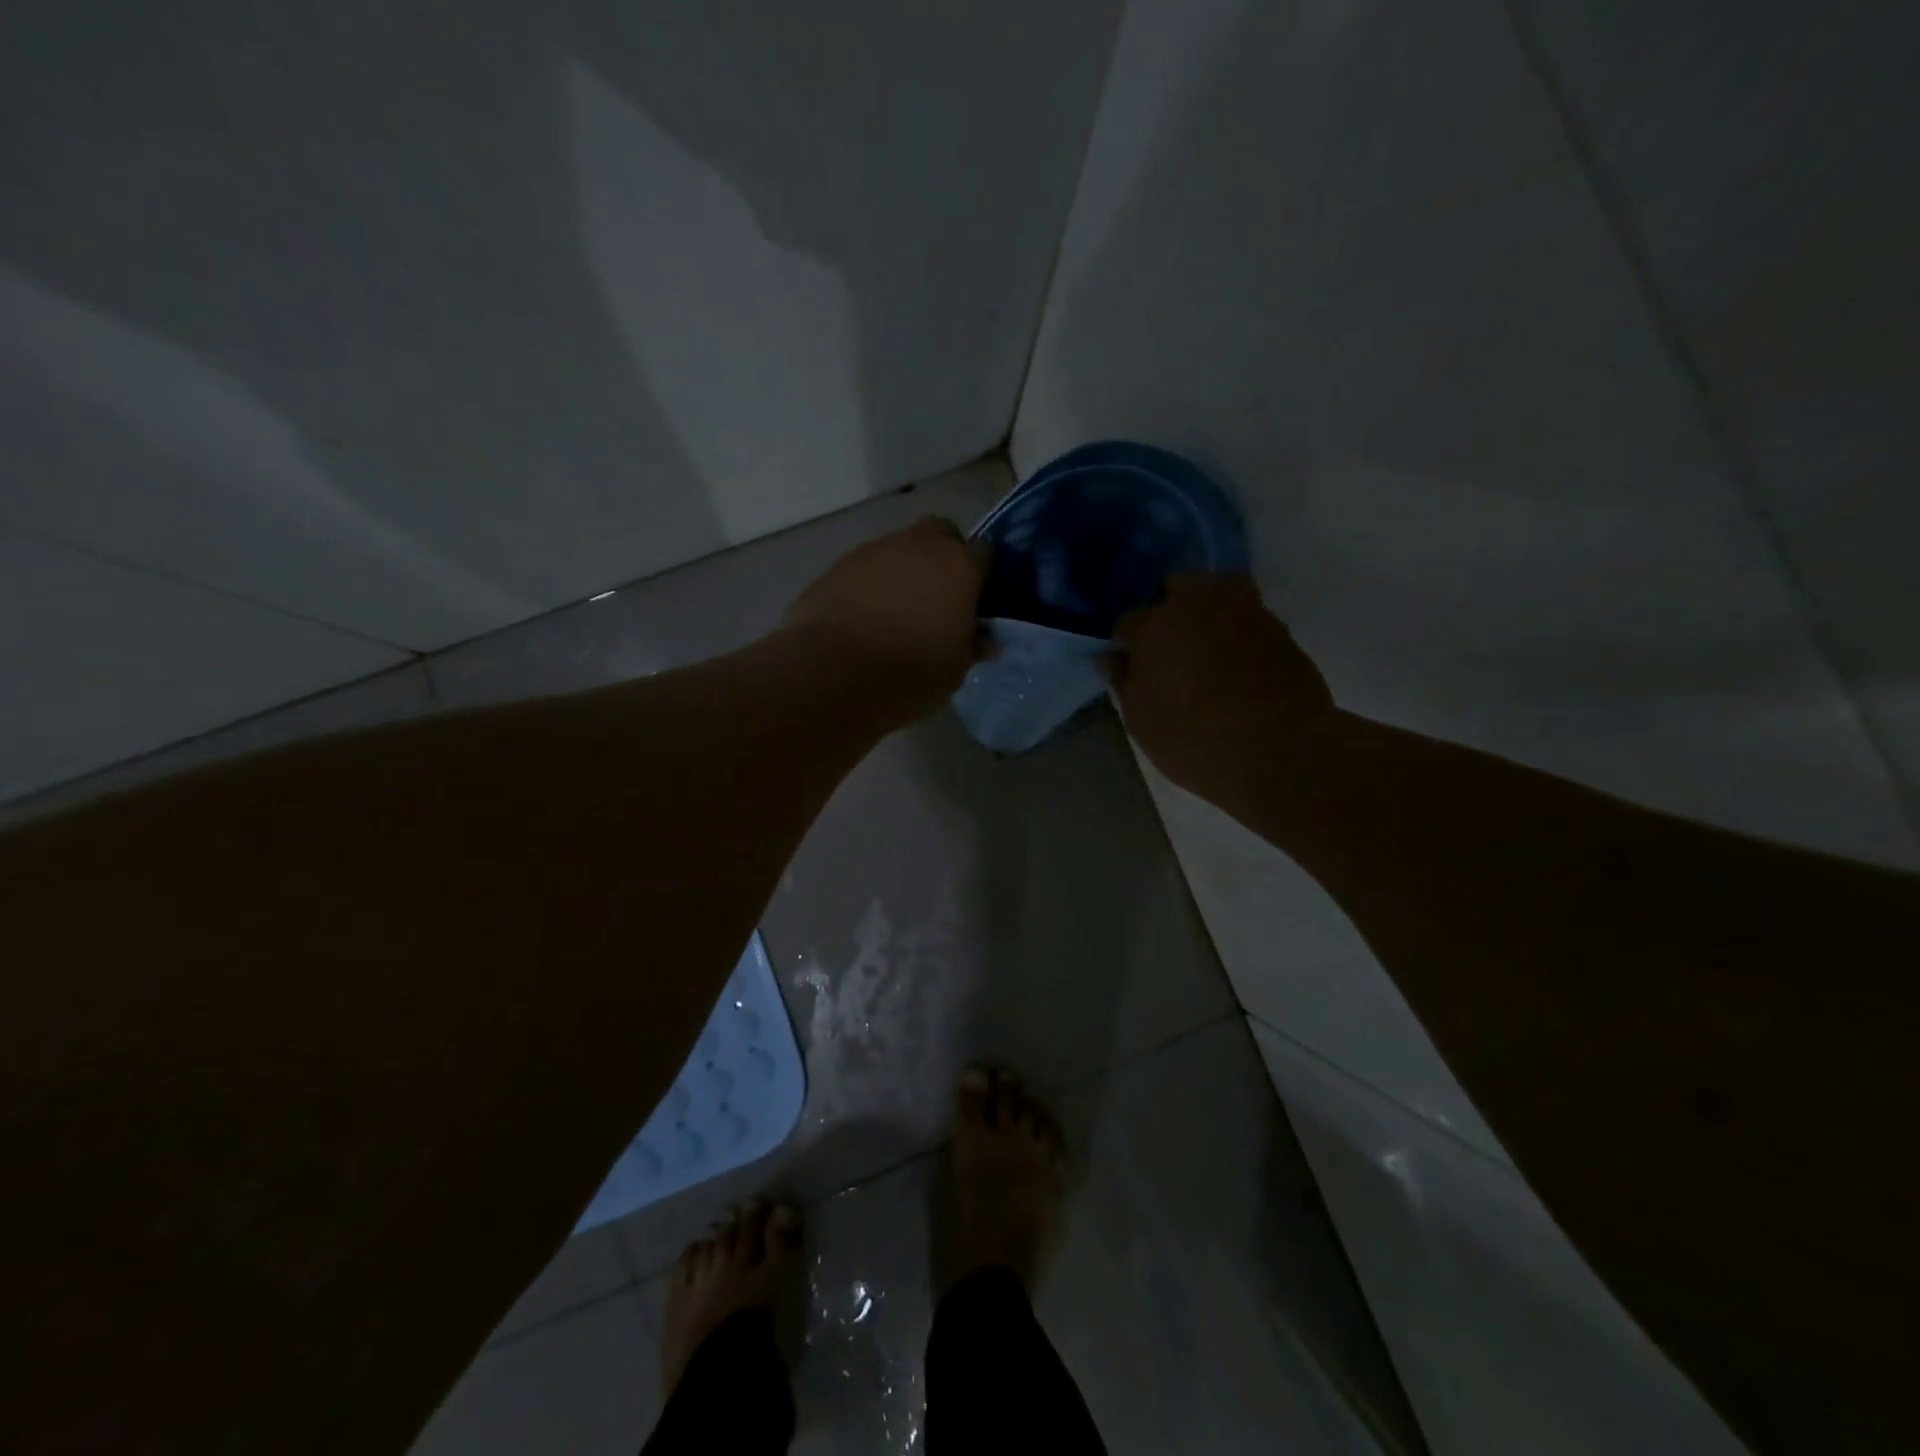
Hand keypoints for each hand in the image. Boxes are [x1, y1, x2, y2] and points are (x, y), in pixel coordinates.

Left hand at [784, 516, 988, 725]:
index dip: (982, 574)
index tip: (977, 599)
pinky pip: (865, 568)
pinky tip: (864, 616)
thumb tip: (986, 641)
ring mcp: (875, 550)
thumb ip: (972, 646)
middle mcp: (920, 545)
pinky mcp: (838, 565)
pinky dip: (870, 584)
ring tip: (896, 611)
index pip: (985, 553)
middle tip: (938, 594)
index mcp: (959, 566)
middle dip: (942, 556)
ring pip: (899, 549)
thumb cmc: (912, 672)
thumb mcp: (955, 669)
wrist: (836, 672)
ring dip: (903, 570)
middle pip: (940, 534)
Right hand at [1107, 574, 1334, 802]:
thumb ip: (1124, 682)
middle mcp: (1196, 605)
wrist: (1280, 752)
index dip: (1127, 641)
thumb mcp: (1142, 722)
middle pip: (1176, 587)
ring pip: (1218, 591)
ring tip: (1206, 647)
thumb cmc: (1194, 741)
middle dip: (1168, 608)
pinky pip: (1248, 617)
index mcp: (1153, 626)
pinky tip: (1237, 662)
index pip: (1128, 620)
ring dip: (1208, 610)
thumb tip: (1112, 657)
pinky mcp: (1279, 627)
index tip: (1131, 661)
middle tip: (1168, 646)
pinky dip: (1239, 631)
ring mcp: (1243, 610)